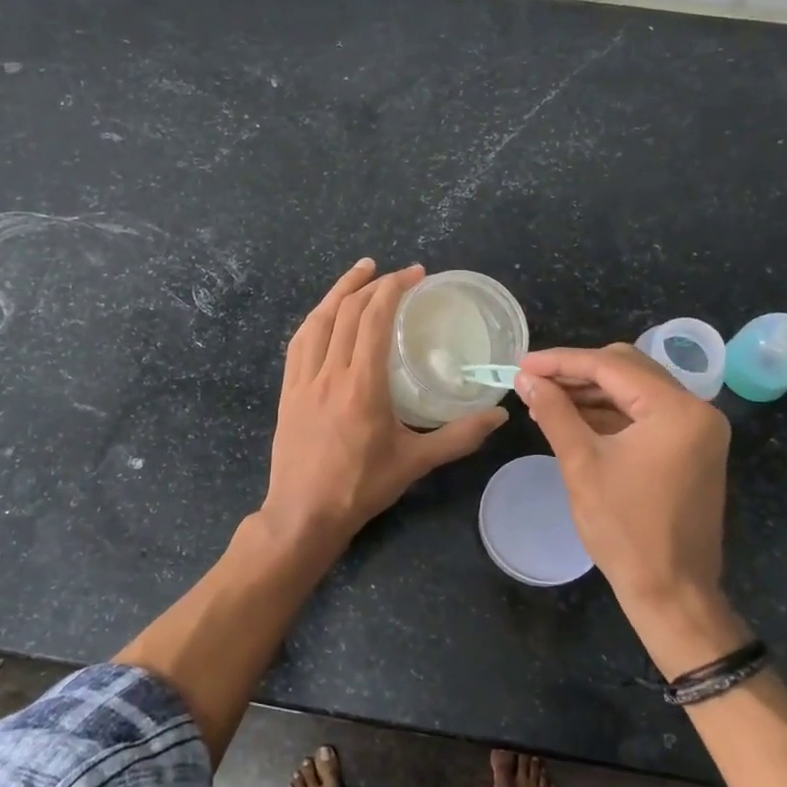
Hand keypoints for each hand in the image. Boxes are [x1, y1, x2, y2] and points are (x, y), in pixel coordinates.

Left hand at [260, 259, 506, 552]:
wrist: (304, 514)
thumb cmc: (361, 487)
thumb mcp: (416, 462)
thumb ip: (459, 436)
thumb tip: (499, 415)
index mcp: (362, 384)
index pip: (375, 319)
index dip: (394, 288)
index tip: (416, 275)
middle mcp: (330, 372)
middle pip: (348, 312)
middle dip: (373, 283)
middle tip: (398, 273)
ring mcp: (303, 379)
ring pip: (318, 320)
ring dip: (340, 290)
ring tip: (360, 272)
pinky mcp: (288, 390)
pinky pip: (299, 342)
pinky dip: (316, 318)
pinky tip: (325, 312)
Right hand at [516, 345, 733, 623]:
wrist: (671, 592)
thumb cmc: (625, 529)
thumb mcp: (581, 463)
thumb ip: (554, 412)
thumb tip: (527, 378)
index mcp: (677, 409)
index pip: (611, 366)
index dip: (561, 361)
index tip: (522, 362)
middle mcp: (696, 410)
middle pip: (628, 369)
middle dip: (577, 372)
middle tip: (534, 380)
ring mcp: (698, 430)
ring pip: (636, 390)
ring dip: (591, 392)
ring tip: (545, 399)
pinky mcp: (691, 448)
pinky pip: (646, 415)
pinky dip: (610, 413)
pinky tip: (574, 418)